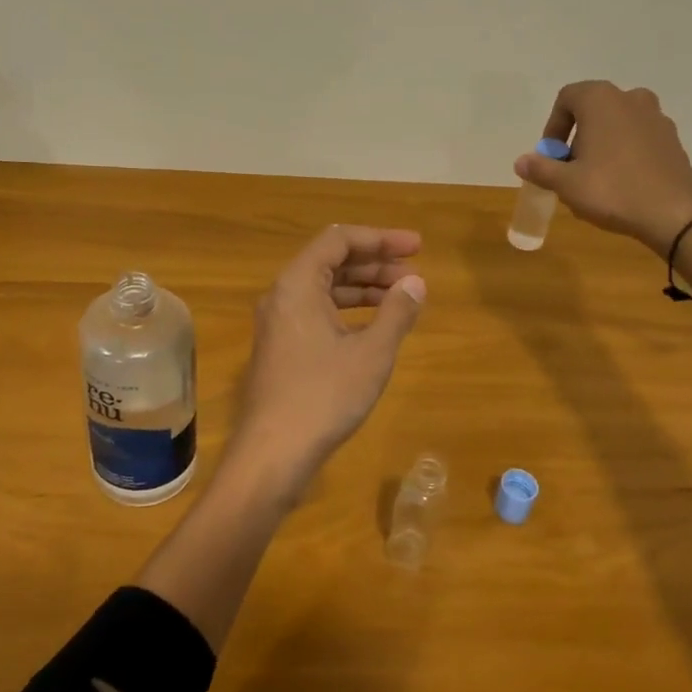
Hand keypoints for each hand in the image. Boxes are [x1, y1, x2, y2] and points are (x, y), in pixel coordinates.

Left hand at [228, 225, 426, 494]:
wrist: (273, 452)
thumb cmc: (324, 396)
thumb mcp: (371, 353)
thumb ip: (396, 312)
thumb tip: (416, 283)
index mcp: (298, 284)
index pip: (340, 240)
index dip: (381, 238)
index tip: (417, 247)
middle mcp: (283, 295)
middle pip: (332, 261)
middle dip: (376, 263)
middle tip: (415, 272)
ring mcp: (279, 323)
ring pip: (326, 289)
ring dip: (364, 288)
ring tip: (403, 296)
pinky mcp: (282, 347)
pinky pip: (318, 312)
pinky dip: (349, 311)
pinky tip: (376, 325)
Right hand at [515, 81, 691, 251]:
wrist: (674, 214)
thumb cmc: (612, 190)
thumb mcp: (566, 183)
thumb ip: (540, 168)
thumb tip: (521, 161)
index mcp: (601, 100)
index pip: (566, 98)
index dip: (553, 127)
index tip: (551, 156)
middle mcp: (630, 98)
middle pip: (593, 111)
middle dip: (577, 137)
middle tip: (570, 169)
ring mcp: (656, 117)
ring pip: (617, 125)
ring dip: (601, 145)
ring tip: (595, 179)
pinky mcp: (672, 139)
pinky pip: (638, 139)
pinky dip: (625, 153)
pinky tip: (622, 184)